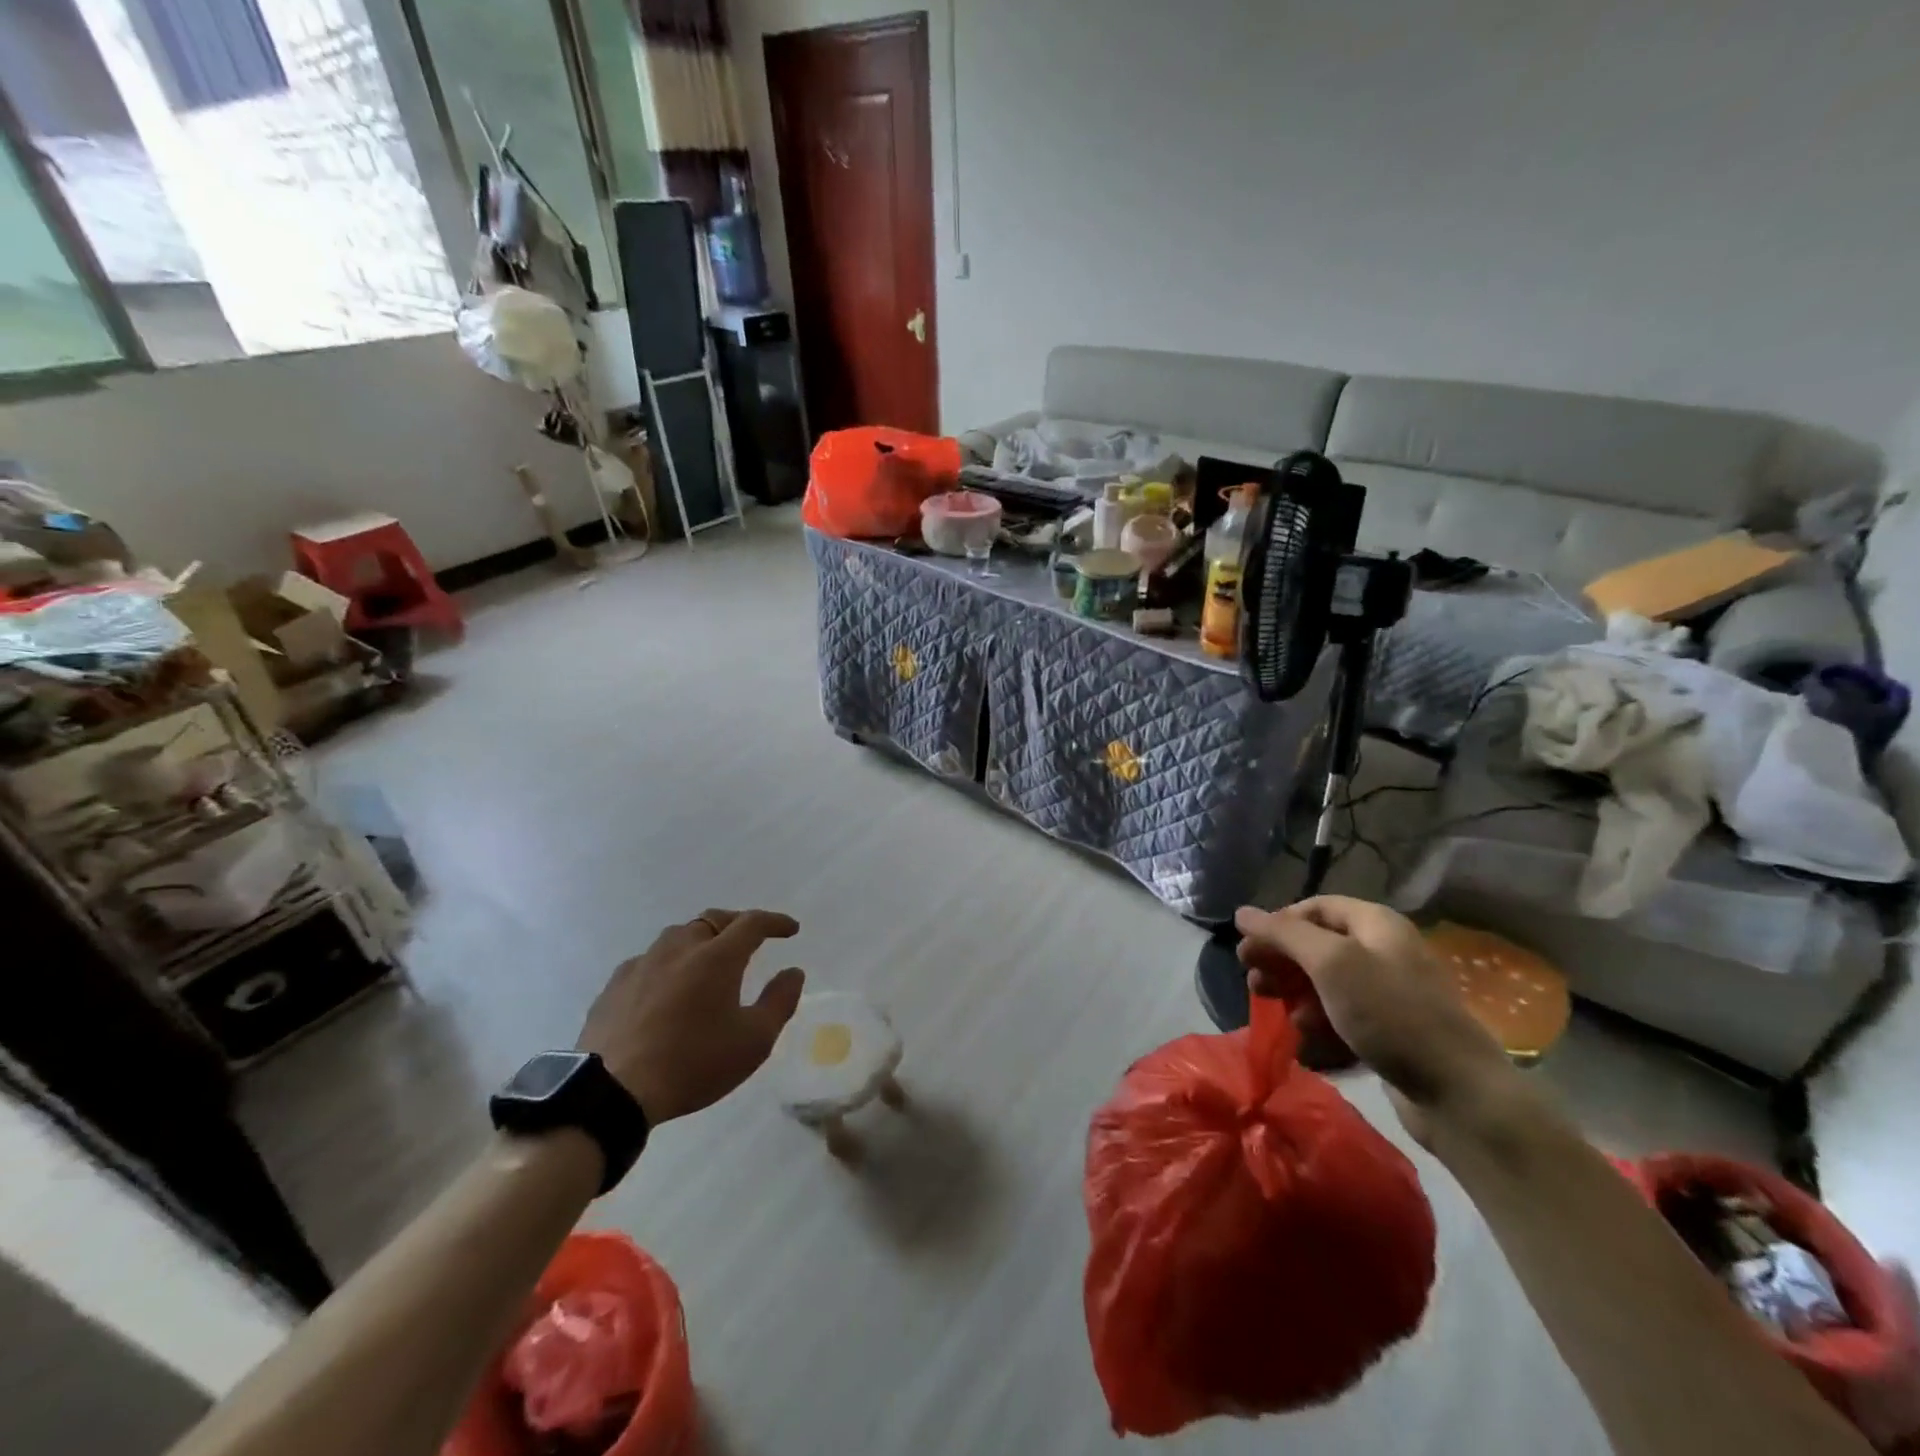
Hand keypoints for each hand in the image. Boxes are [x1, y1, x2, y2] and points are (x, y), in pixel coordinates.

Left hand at [577, 909, 804, 1122]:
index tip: (790, 929)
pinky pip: (648, 960)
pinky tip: (666, 986)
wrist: (613, 1092)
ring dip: (700, 939)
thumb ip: (779, 1002)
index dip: (775, 922)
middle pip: (713, 919)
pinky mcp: (615, 985)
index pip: (752, 922)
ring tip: (708, 959)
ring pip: (678, 936)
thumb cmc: (693, 1063)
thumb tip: (793, 972)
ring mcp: (643, 964)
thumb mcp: (753, 1041)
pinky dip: (667, 963)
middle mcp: (680, 948)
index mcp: (717, 957)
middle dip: (737, 923)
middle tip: (751, 939)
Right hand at [1235, 896, 1517, 1144]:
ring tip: (1275, 1011)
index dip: (1278, 923)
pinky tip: (1306, 1036)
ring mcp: (1390, 993)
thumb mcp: (1331, 964)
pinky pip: (1343, 1014)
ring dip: (1295, 993)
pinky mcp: (1391, 1030)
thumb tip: (1242, 913)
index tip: (1249, 949)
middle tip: (1252, 981)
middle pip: (1318, 944)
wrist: (1459, 1094)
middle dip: (1282, 961)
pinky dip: (1319, 1020)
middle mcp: (1384, 951)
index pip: (1315, 907)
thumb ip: (1284, 934)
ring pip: (1327, 982)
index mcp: (1376, 924)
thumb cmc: (1391, 1014)